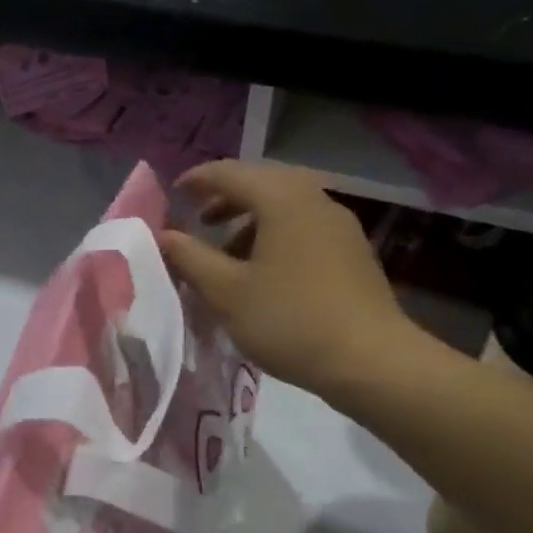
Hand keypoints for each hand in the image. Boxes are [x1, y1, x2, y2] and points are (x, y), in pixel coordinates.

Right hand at [159, 160, 426, 398]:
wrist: (369, 359)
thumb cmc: (288, 320)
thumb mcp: (226, 292)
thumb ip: (190, 258)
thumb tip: (163, 236)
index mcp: (282, 200)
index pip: (230, 173)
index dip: (196, 181)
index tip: (172, 195)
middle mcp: (314, 199)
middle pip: (262, 183)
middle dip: (225, 198)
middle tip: (197, 220)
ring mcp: (339, 225)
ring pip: (284, 206)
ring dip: (249, 219)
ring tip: (224, 251)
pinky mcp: (351, 251)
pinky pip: (303, 226)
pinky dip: (274, 234)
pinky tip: (261, 270)